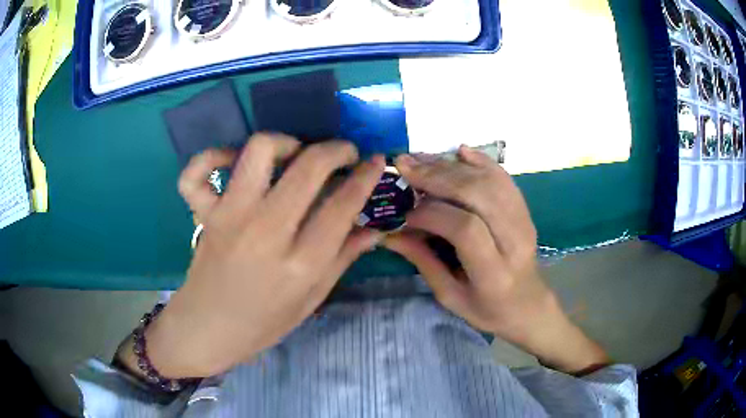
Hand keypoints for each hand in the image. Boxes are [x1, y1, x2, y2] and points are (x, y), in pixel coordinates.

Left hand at [120, 133, 385, 377]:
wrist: (208, 329)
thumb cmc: (263, 323)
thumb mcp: (311, 299)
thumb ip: (343, 259)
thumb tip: (375, 229)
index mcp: (301, 264)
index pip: (343, 206)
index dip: (366, 176)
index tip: (375, 161)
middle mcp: (266, 232)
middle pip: (309, 167)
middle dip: (336, 150)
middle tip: (343, 153)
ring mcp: (230, 216)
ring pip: (260, 151)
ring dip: (285, 142)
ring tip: (294, 153)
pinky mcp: (204, 212)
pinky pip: (199, 170)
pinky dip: (214, 155)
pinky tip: (233, 161)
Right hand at [383, 146, 607, 374]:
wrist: (529, 304)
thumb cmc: (488, 309)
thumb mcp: (450, 297)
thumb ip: (423, 261)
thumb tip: (389, 233)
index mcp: (494, 272)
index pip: (465, 229)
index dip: (431, 213)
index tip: (404, 211)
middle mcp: (514, 240)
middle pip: (479, 195)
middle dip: (438, 177)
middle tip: (405, 167)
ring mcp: (524, 221)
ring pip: (489, 181)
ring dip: (452, 166)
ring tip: (421, 159)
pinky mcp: (525, 210)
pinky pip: (504, 178)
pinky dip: (481, 161)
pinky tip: (459, 151)